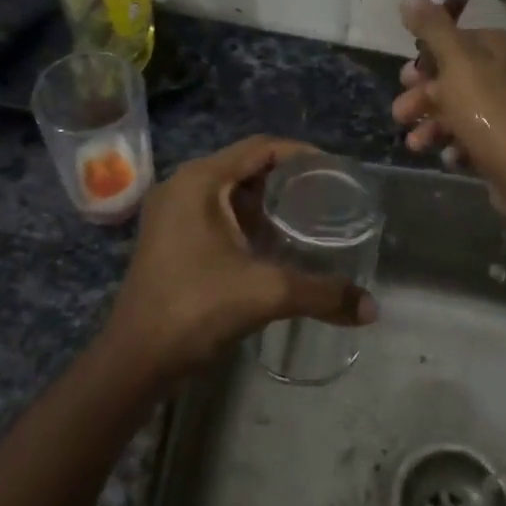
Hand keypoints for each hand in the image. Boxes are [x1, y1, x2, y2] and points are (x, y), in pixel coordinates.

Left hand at [105, 136, 376, 379]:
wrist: (134, 358)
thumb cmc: (196, 308)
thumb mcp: (266, 293)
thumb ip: (322, 294)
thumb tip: (371, 308)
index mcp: (200, 180)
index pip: (260, 147)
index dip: (301, 154)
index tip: (335, 172)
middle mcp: (182, 185)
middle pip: (244, 165)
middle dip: (286, 178)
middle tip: (326, 195)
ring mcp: (170, 212)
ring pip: (228, 190)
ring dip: (265, 200)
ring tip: (307, 216)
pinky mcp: (168, 237)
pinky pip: (214, 212)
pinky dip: (245, 219)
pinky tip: (271, 243)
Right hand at [393, 0, 505, 188]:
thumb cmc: (488, 109)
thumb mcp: (455, 62)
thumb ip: (431, 28)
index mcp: (503, 47)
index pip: (457, 40)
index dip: (426, 59)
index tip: (405, 78)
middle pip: (455, 77)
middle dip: (423, 97)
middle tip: (401, 114)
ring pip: (462, 110)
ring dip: (432, 125)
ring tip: (415, 144)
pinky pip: (477, 137)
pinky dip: (457, 144)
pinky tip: (448, 157)